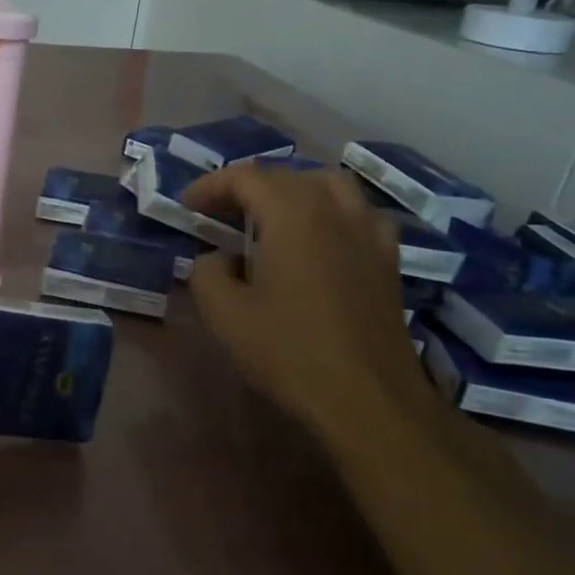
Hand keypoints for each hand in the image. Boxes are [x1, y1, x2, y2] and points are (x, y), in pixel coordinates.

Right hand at [181, 165, 428, 435]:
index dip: (211, 185)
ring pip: (330, 186)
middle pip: (288, 176)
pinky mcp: (387, 260)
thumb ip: (207, 273)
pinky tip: (319, 239)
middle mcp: (335, 211)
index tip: (187, 206)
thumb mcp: (225, 315)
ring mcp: (369, 233)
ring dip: (293, 190)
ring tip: (269, 216)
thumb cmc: (289, 352)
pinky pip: (358, 214)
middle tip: (218, 213)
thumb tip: (217, 258)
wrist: (368, 399)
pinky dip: (331, 212)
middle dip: (247, 187)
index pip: (246, 177)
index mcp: (293, 215)